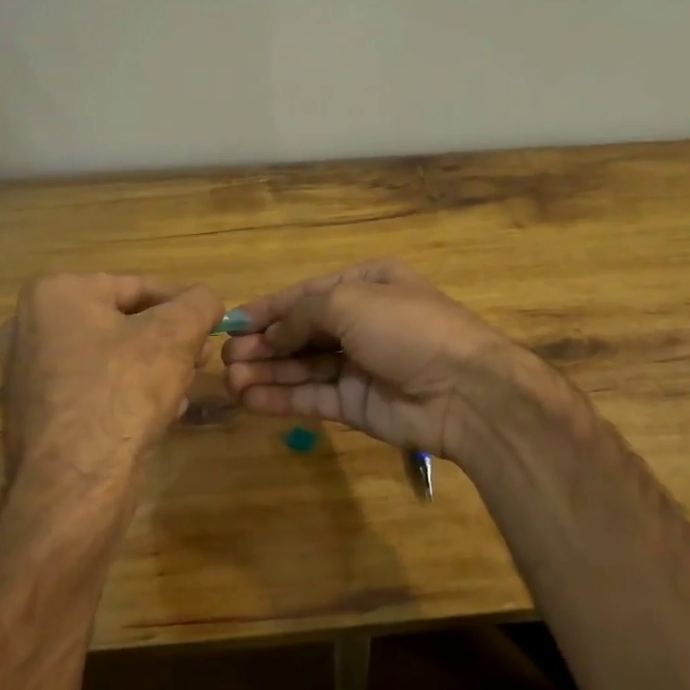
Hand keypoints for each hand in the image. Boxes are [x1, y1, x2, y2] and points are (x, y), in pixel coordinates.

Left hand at [0, 274, 222, 526]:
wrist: (76, 481)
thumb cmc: (123, 390)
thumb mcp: (176, 334)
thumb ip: (199, 303)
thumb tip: (206, 300)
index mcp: (56, 294)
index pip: (138, 286)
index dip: (183, 304)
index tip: (213, 324)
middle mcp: (30, 327)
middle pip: (122, 322)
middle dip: (168, 340)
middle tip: (201, 358)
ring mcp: (28, 374)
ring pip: (110, 358)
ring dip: (152, 368)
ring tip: (185, 388)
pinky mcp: (36, 414)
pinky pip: (94, 390)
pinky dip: (127, 395)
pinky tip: (160, 414)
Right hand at [220, 260, 538, 463]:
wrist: (465, 390)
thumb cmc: (407, 328)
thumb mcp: (351, 301)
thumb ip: (302, 314)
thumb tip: (271, 334)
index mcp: (367, 284)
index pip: (306, 295)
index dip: (267, 309)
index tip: (230, 323)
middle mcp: (362, 322)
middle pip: (301, 332)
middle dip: (263, 344)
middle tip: (225, 358)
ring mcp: (360, 366)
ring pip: (303, 367)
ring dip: (266, 372)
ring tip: (229, 380)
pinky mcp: (357, 405)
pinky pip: (312, 397)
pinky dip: (281, 398)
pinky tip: (249, 399)